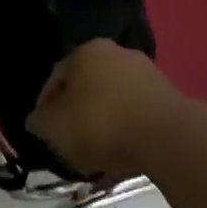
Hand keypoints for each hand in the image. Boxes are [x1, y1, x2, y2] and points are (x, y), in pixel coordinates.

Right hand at [27, 40, 191, 178]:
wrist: (166, 137)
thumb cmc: (100, 124)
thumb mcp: (54, 128)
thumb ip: (39, 122)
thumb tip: (38, 119)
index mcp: (86, 52)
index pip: (56, 77)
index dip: (46, 106)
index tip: (45, 131)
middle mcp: (117, 53)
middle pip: (87, 88)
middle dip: (77, 115)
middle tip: (70, 142)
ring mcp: (147, 73)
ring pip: (113, 102)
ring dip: (103, 124)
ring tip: (97, 155)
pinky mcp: (169, 97)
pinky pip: (137, 115)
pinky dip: (127, 132)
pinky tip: (122, 155)